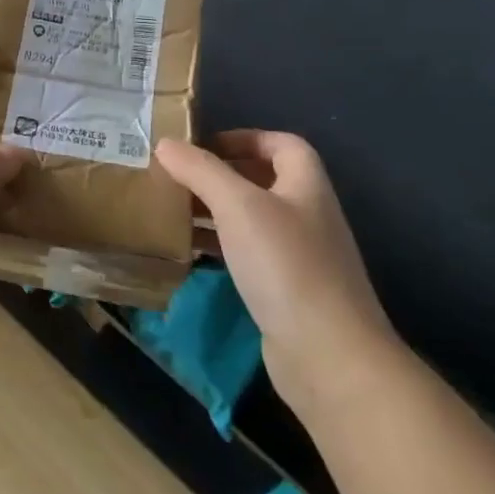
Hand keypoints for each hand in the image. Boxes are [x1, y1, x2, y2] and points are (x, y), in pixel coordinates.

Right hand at [156, 130, 407, 420]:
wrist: (328, 355)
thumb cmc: (286, 266)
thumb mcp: (238, 207)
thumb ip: (201, 171)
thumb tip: (165, 144)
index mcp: (306, 187)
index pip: (282, 145)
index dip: (244, 137)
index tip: (202, 147)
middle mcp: (306, 215)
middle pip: (262, 181)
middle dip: (219, 175)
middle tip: (176, 177)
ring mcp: (298, 256)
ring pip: (250, 219)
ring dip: (213, 211)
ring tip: (171, 210)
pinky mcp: (284, 290)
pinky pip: (246, 254)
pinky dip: (217, 246)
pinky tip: (188, 251)